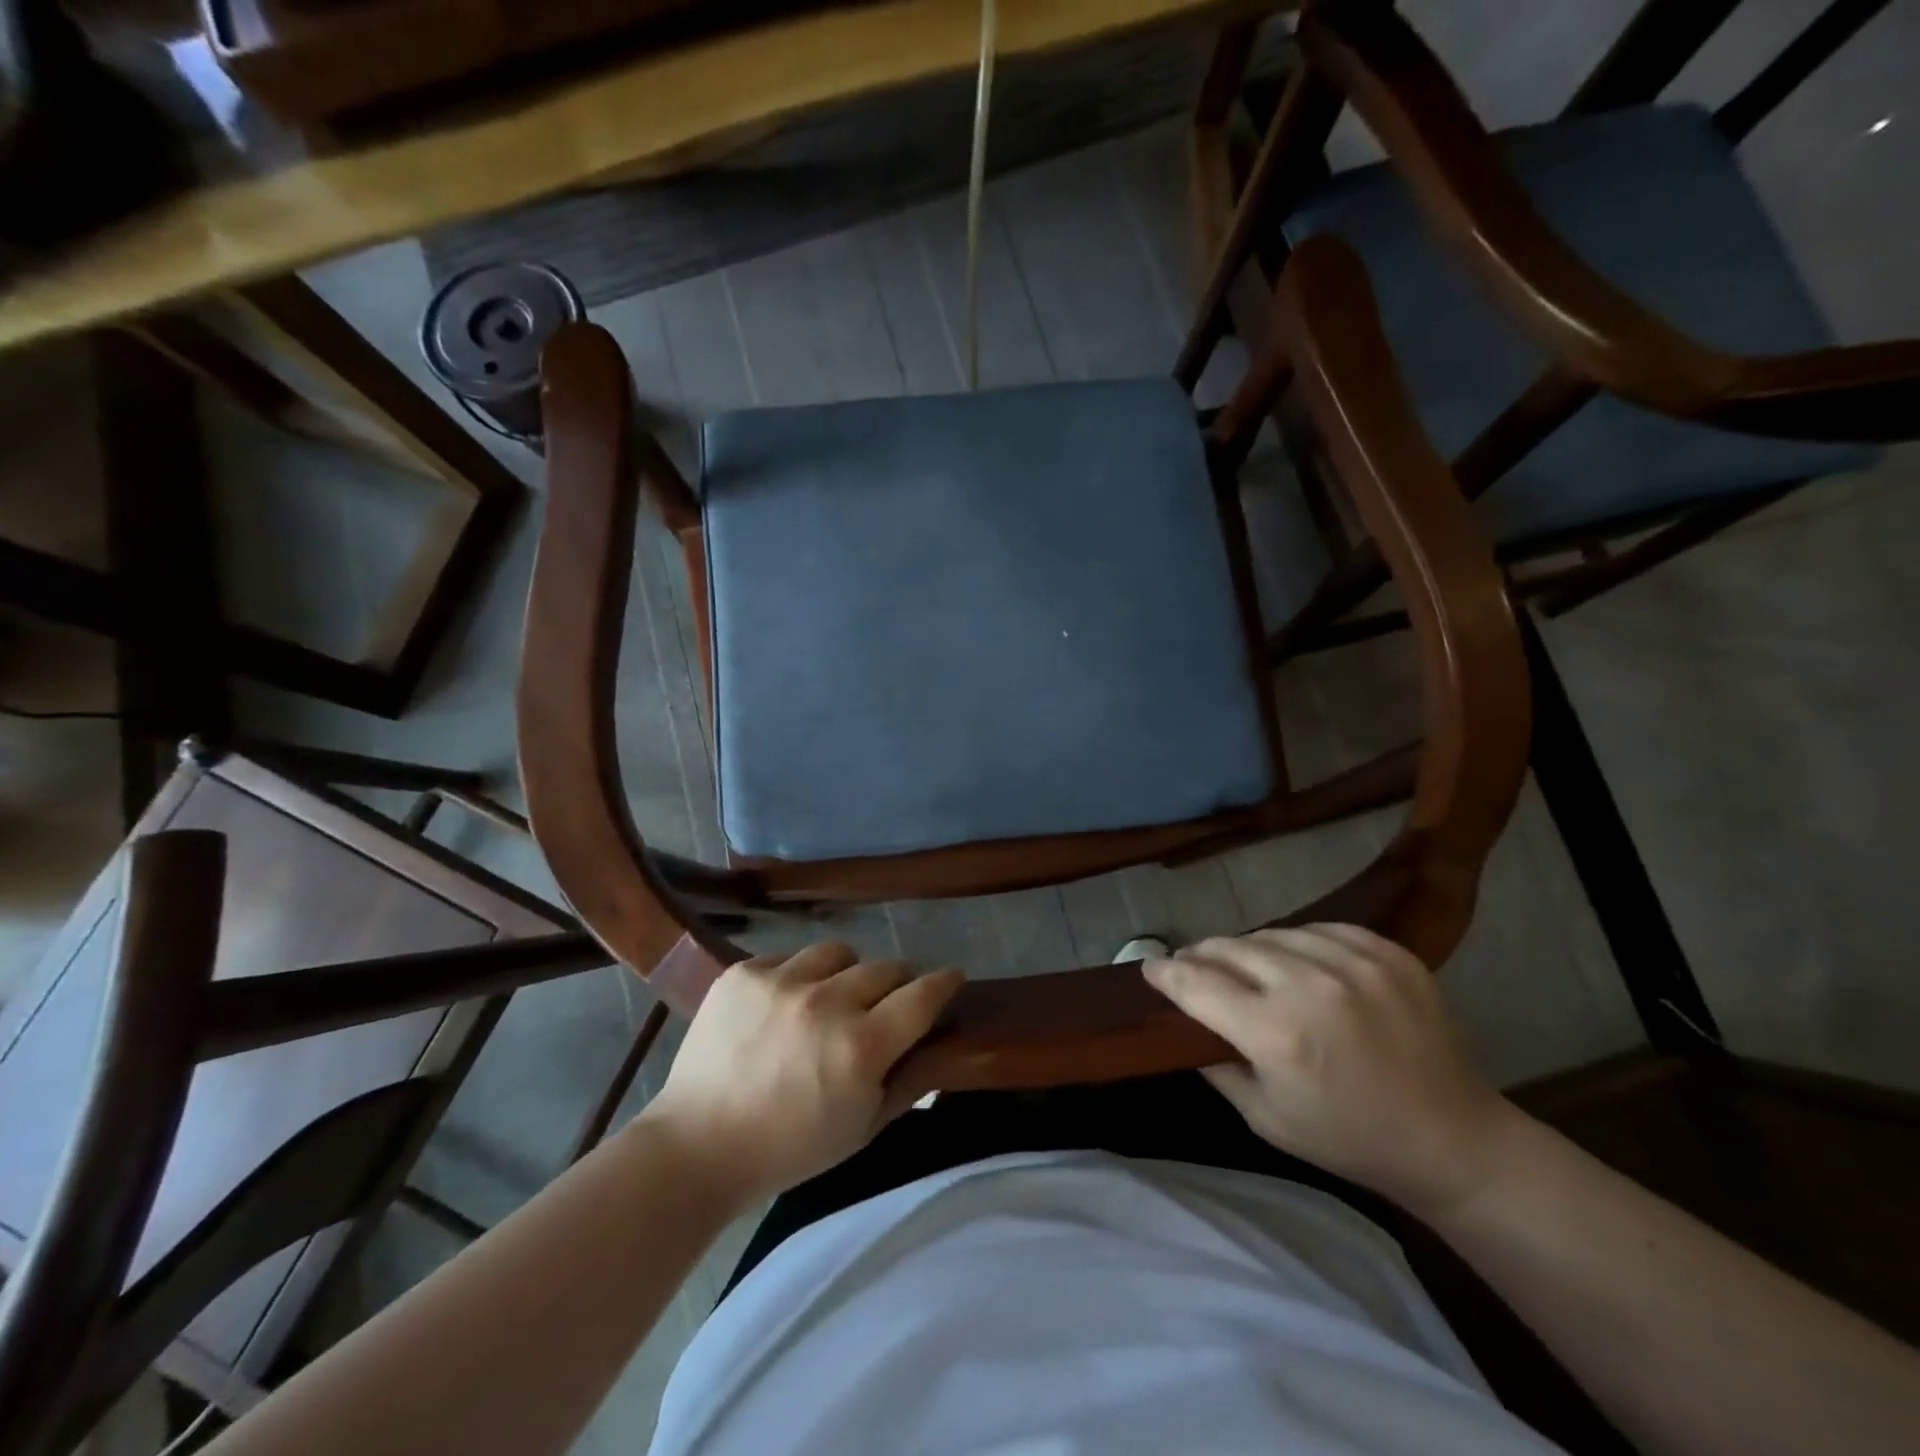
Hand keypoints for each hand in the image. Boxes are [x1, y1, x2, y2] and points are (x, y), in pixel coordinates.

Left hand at [643, 943, 963, 1202]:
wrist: (697, 1146)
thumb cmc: (790, 1148)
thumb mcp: (862, 1128)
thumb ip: (908, 1080)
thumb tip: (938, 1041)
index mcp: (861, 1047)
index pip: (922, 995)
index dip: (944, 982)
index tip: (952, 977)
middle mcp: (826, 1003)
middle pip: (885, 967)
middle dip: (895, 984)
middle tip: (883, 1005)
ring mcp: (781, 982)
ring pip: (839, 952)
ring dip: (845, 973)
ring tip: (828, 1000)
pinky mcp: (744, 972)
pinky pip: (789, 957)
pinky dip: (796, 978)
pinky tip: (781, 1008)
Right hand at [1143, 924, 1519, 1218]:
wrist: (1453, 1140)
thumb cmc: (1348, 1138)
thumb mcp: (1264, 1118)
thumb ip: (1215, 1063)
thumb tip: (1184, 1020)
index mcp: (1277, 1034)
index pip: (1197, 984)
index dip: (1165, 973)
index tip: (1149, 968)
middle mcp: (1312, 986)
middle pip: (1230, 948)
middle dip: (1201, 956)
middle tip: (1192, 967)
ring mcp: (1356, 963)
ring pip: (1273, 933)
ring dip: (1250, 949)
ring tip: (1247, 966)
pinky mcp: (1389, 952)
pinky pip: (1320, 929)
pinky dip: (1299, 944)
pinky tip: (1299, 964)